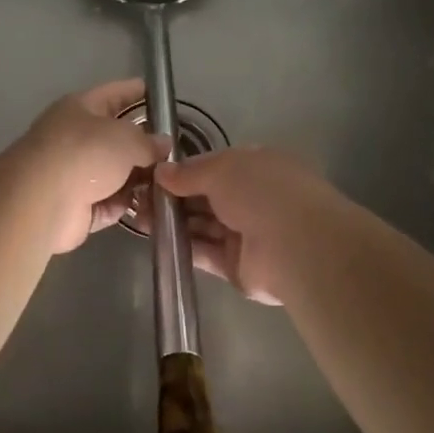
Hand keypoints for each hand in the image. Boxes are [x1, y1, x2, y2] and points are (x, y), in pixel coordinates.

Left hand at [15, 80, 167, 253]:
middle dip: (146, 147)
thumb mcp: (126, 138)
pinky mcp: (77, 207)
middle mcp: (76, 138)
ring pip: (116, 174)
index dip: (139, 93)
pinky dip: (127, 206)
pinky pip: (110, 203)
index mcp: (80, 108)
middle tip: (176, 154)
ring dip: (140, 180)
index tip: (164, 98)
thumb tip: (162, 144)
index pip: (115, 93)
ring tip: (171, 185)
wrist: (42, 201)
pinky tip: (151, 208)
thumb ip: (149, 141)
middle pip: (117, 139)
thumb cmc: (85, 154)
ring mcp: (74, 174)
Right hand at [150, 147, 335, 305]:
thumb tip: (161, 172)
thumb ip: (189, 172)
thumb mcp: (222, 169)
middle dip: (173, 197)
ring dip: (173, 222)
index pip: (214, 167)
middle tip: (136, 198)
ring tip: (137, 217)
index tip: (152, 175)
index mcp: (257, 167)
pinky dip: (183, 247)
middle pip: (206, 197)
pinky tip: (155, 240)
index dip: (183, 171)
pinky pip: (205, 253)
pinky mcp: (237, 265)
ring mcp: (246, 233)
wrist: (297, 246)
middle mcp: (253, 198)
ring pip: (203, 225)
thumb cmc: (262, 192)